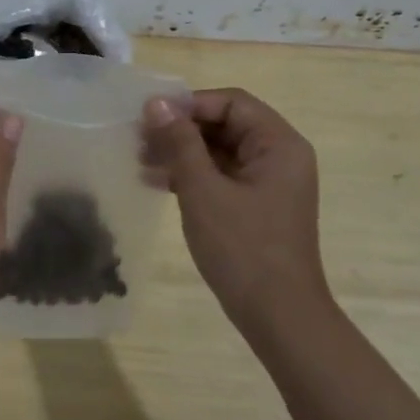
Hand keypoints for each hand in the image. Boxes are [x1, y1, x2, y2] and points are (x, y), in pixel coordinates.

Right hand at [143, 88, 327, 331]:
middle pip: (226, 124)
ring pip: (221, 151)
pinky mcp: (258, 205)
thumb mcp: (203, 190)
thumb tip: (157, 103)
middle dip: (181, 129)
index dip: (189, 103)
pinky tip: (157, 182)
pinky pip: (222, 176)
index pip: (231, 102)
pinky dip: (193, 175)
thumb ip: (180, 142)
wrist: (279, 317)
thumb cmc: (243, 248)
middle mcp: (280, 156)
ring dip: (182, 152)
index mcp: (279, 144)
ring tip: (140, 161)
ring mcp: (270, 183)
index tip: (150, 116)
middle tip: (138, 139)